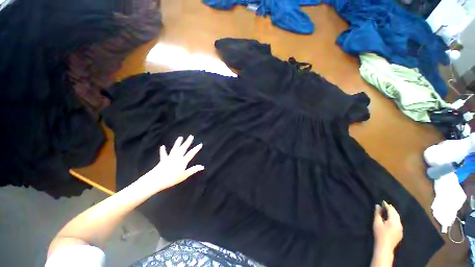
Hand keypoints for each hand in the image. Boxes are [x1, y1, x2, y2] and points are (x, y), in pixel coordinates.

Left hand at [140, 135, 203, 190]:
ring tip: (180, 137)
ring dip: (178, 143)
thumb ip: (193, 170)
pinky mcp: (163, 160)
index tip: (200, 144)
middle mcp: (177, 157)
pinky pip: (163, 154)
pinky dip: (163, 150)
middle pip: (183, 148)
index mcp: (182, 161)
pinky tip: (162, 146)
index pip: (191, 153)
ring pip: (175, 148)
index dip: (196, 149)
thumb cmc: (172, 179)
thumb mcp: (184, 175)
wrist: (156, 180)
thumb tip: (202, 167)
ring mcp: (169, 158)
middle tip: (191, 136)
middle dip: (188, 142)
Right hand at [373, 201, 402, 252]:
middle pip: (396, 214)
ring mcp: (401, 229)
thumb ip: (378, 213)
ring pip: (398, 218)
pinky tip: (392, 219)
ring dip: (394, 213)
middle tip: (386, 204)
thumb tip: (378, 205)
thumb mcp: (377, 223)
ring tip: (389, 210)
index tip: (383, 201)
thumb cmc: (379, 234)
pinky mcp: (400, 232)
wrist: (385, 247)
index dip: (387, 205)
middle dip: (391, 209)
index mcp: (394, 221)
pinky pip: (398, 222)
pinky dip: (395, 218)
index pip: (391, 210)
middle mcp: (399, 224)